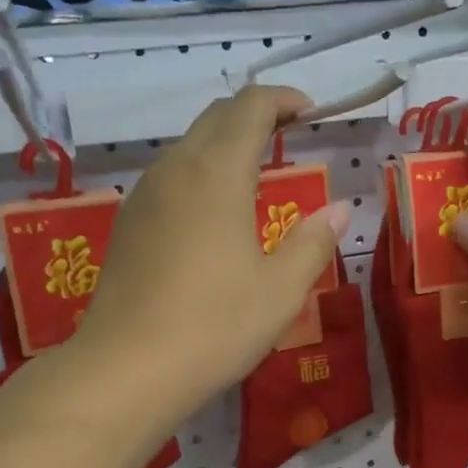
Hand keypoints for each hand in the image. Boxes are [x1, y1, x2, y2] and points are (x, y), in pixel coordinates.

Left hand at [77, 85, 350, 422]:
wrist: (128, 368)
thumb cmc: (214, 326)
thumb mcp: (280, 291)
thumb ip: (314, 243)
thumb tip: (340, 209)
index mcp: (217, 174)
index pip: (250, 108)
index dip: (283, 99)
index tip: (310, 112)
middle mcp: (175, 170)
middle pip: (215, 118)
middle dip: (254, 114)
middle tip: (288, 134)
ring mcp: (143, 196)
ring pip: (187, 146)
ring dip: (223, 144)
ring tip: (254, 172)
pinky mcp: (127, 224)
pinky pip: (168, 178)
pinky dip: (199, 173)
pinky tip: (212, 211)